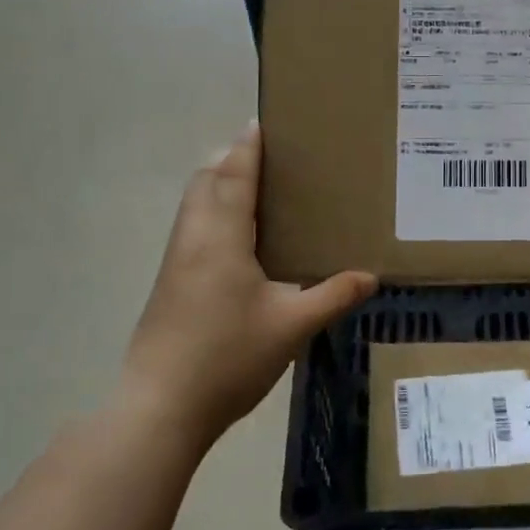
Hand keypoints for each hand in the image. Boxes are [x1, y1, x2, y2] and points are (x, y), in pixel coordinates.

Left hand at [126, 123, 376, 443]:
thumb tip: (370, 275)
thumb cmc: (227, 357)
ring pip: (195, 203)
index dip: (248, 147)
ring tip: (259, 192)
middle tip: (272, 161)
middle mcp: (194, 236)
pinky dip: (213, 211)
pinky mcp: (170, 281)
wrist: (159, 407)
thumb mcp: (292, 327)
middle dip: (232, 160)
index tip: (263, 123)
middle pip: (206, 180)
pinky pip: (193, 226)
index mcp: (222, 235)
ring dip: (219, 185)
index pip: (235, 174)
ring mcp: (177, 259)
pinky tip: (240, 240)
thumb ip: (332, 295)